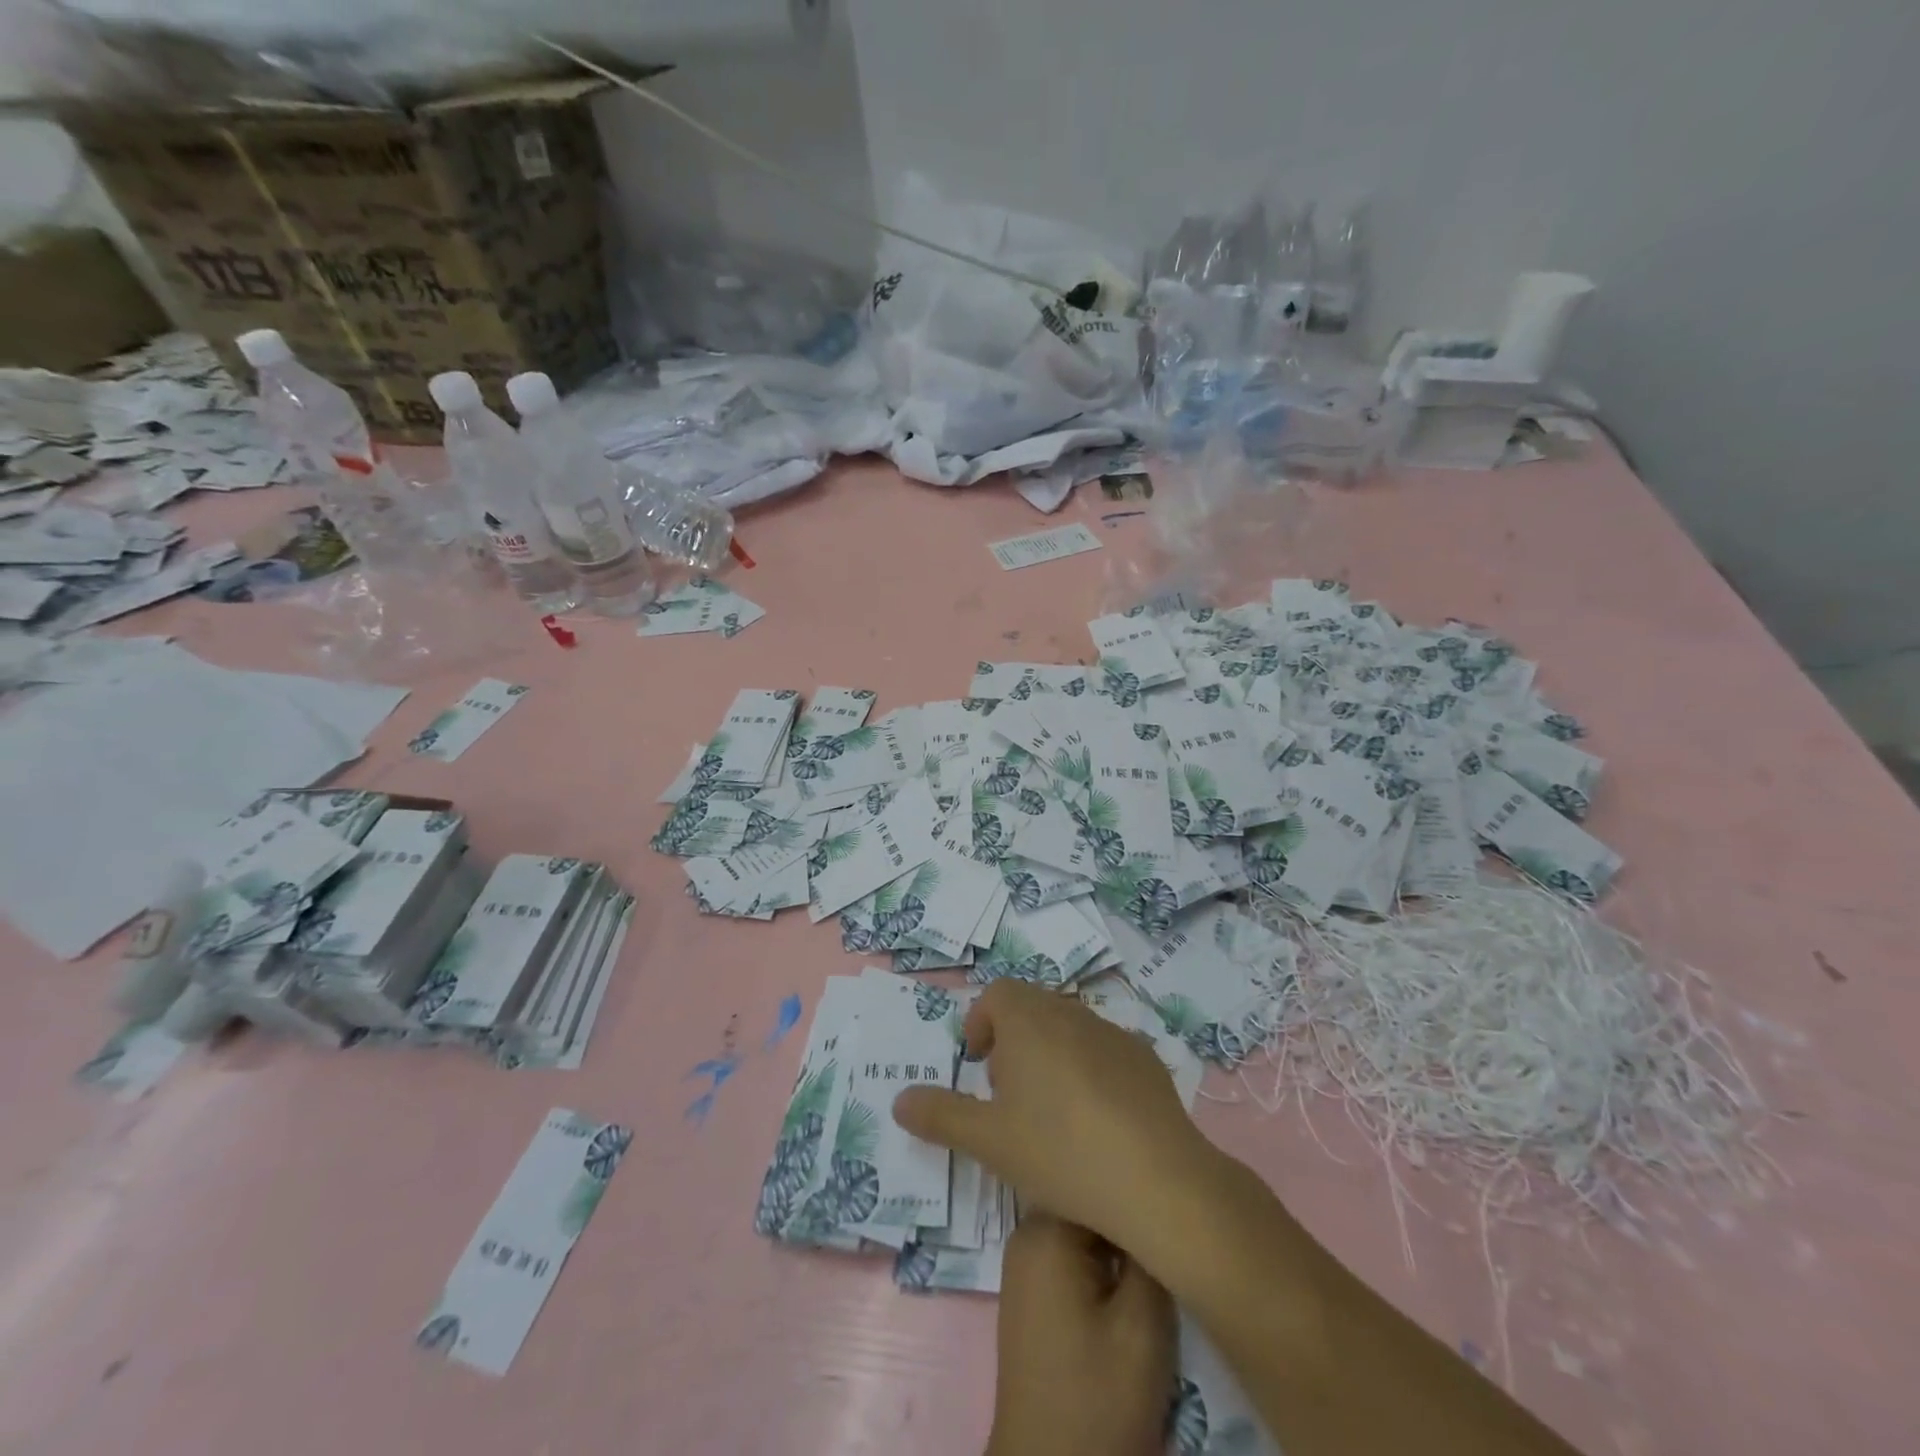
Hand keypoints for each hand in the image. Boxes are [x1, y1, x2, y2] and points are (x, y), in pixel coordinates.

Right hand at [892, 980, 1216, 1256]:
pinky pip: (1104, 1050)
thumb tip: (900, 1100)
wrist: (1157, 1179)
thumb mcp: (988, 1141)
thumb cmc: (1060, 1151)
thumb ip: (940, 1115)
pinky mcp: (1145, 1058)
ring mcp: (1114, 1033)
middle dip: (1012, 1040)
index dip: (980, 1021)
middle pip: (1032, 1008)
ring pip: (1069, 1028)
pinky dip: (1088, 1069)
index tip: (977, 1063)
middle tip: (1006, 1092)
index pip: (997, 994)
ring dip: (1050, 1053)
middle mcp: (1071, 1013)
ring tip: (1049, 1110)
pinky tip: (1095, 1121)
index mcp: (1029, 1021)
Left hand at [986, 1212, 1175, 1455]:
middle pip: (1089, 1202)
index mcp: (1046, 1227)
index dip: (1137, 1188)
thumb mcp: (1143, 1325)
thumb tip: (1156, 1204)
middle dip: (1128, 1217)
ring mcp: (1027, 1262)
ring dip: (1118, 1242)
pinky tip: (1130, 1282)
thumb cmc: (1098, 1398)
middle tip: (1170, 1230)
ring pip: (1084, 1229)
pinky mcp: (1034, 1292)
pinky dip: (1102, 1263)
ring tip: (1157, 1251)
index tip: (1172, 1200)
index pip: (1098, 1178)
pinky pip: (1073, 1255)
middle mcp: (1028, 1232)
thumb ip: (1150, 1255)